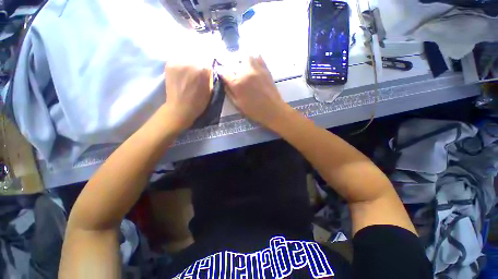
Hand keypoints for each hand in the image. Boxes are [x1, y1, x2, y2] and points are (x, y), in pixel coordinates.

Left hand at [162, 61, 211, 130]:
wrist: (180, 109)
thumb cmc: (198, 103)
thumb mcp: (210, 91)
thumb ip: (210, 78)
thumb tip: (209, 70)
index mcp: (204, 69)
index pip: (208, 63)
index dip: (207, 70)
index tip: (206, 75)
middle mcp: (191, 62)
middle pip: (198, 58)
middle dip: (199, 65)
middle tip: (197, 74)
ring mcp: (179, 62)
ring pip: (187, 58)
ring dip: (190, 64)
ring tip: (189, 74)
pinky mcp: (170, 64)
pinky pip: (178, 60)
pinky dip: (181, 64)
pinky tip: (182, 73)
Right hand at [219, 56, 289, 126]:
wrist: (273, 110)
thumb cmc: (254, 111)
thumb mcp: (238, 105)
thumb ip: (229, 92)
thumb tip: (225, 83)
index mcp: (237, 83)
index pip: (223, 71)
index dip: (220, 71)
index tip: (220, 72)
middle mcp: (245, 72)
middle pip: (233, 61)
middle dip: (229, 64)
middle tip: (231, 70)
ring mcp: (256, 69)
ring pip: (245, 55)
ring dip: (240, 58)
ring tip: (240, 65)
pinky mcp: (265, 68)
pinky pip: (257, 56)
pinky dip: (252, 57)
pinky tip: (251, 63)